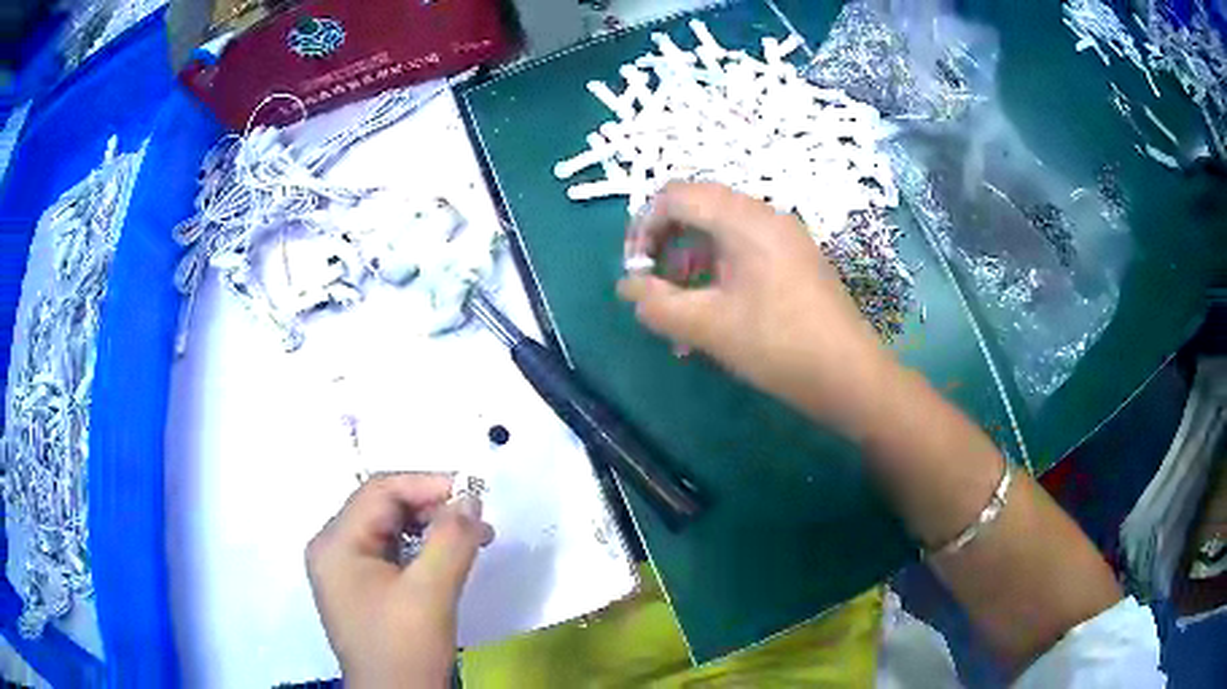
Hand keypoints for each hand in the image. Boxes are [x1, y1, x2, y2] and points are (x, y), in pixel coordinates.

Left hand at [306, 473, 493, 687]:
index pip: (379, 492)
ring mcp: (345, 570)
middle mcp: (333, 549)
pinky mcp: (362, 588)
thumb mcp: (430, 592)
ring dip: (431, 529)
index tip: (473, 493)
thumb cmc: (405, 648)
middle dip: (432, 508)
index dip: (427, 485)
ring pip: (390, 530)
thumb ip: (451, 539)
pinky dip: (423, 550)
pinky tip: (450, 559)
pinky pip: (392, 553)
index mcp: (336, 543)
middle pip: (383, 508)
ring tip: (473, 539)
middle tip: (477, 520)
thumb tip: (470, 498)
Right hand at [617, 182, 894, 435]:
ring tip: (680, 320)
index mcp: (744, 219)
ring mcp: (783, 237)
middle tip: (655, 291)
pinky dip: (717, 277)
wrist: (850, 376)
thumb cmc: (779, 346)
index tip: (636, 272)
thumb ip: (657, 304)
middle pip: (697, 210)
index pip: (675, 196)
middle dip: (666, 249)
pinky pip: (743, 253)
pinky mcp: (793, 260)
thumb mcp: (708, 327)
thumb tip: (626, 287)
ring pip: (719, 236)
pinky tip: (712, 321)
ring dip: (690, 269)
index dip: (643, 227)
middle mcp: (765, 216)